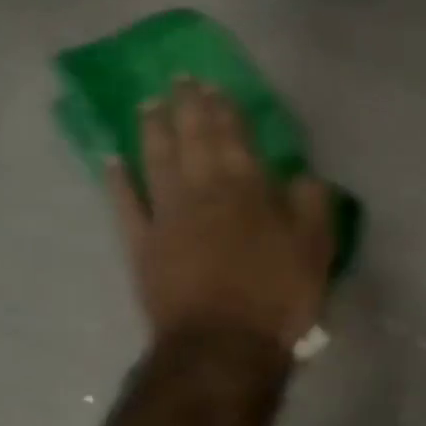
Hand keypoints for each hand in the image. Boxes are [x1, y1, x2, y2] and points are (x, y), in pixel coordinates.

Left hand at [109, 80, 332, 350]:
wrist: (223, 346)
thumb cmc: (277, 296)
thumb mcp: (315, 249)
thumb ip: (311, 204)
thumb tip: (303, 175)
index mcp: (247, 188)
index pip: (234, 136)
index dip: (225, 109)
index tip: (215, 85)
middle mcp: (203, 190)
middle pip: (193, 139)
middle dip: (188, 106)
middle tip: (180, 80)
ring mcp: (167, 216)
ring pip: (156, 161)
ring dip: (152, 130)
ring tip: (149, 104)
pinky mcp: (142, 245)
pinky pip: (125, 205)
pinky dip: (117, 180)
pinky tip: (110, 160)